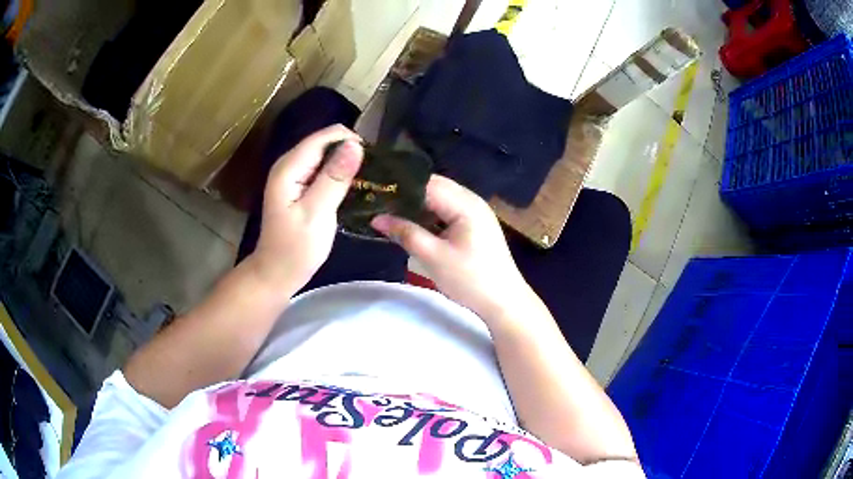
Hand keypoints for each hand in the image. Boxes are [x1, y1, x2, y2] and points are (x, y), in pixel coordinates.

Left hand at [250, 125, 362, 291]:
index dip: (349, 140)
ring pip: (325, 156)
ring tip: (368, 180)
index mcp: (289, 168)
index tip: (374, 158)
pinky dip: (339, 175)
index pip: (323, 137)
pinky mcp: (299, 187)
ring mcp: (293, 176)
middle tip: (372, 174)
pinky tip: (353, 188)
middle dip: (349, 151)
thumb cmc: (296, 249)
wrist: (277, 274)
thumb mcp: (317, 213)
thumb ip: (334, 178)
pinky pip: (322, 170)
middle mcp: (289, 165)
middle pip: (324, 143)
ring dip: (346, 164)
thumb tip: (356, 145)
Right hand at [371, 175, 536, 322]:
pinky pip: (447, 210)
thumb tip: (376, 218)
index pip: (426, 183)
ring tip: (388, 209)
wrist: (503, 302)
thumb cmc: (470, 279)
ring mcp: (475, 211)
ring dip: (417, 203)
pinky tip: (412, 222)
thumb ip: (405, 233)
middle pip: (434, 186)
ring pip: (440, 198)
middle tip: (378, 200)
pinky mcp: (475, 224)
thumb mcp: (433, 257)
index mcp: (465, 203)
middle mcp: (472, 200)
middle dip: (406, 193)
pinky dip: (429, 213)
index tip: (375, 191)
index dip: (400, 185)